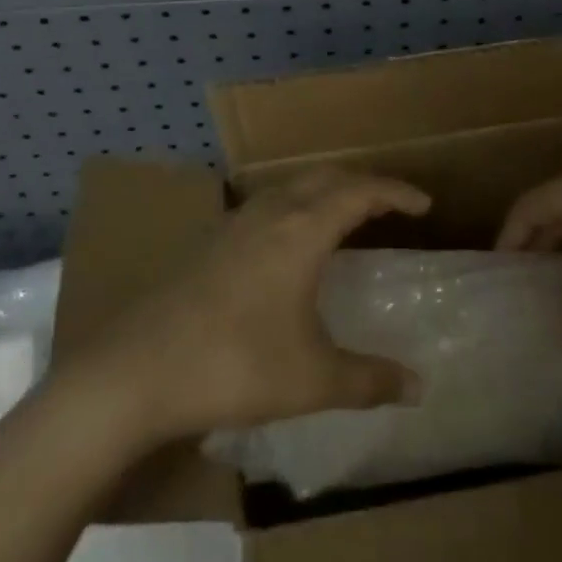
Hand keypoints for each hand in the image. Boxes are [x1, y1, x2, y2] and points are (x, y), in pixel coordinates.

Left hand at [77, 168, 430, 441]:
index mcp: (303, 229)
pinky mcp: (212, 239)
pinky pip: (270, 202)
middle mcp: (273, 211)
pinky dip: (297, 204)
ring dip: (327, 189)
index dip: (396, 192)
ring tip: (346, 214)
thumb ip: (369, 380)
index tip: (424, 204)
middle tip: (390, 204)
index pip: (361, 191)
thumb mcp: (312, 379)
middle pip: (327, 175)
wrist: (137, 369)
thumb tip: (419, 386)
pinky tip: (290, 240)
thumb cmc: (234, 365)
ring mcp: (237, 221)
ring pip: (294, 184)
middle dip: (364, 183)